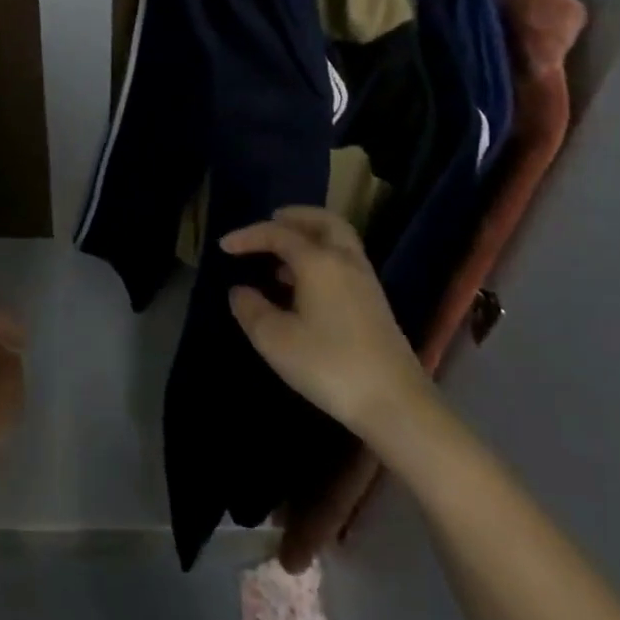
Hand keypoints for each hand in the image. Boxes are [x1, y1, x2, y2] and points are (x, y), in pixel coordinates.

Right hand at [222, 207, 427, 440]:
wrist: (395, 402)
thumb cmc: (329, 365)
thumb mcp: (276, 340)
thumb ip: (252, 310)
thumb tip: (239, 291)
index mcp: (319, 261)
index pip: (279, 234)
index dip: (248, 236)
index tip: (224, 246)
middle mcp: (345, 261)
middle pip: (323, 221)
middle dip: (294, 217)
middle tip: (270, 222)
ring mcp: (365, 281)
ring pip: (338, 240)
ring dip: (309, 237)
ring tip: (280, 257)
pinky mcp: (375, 303)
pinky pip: (344, 261)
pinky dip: (322, 257)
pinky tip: (304, 286)